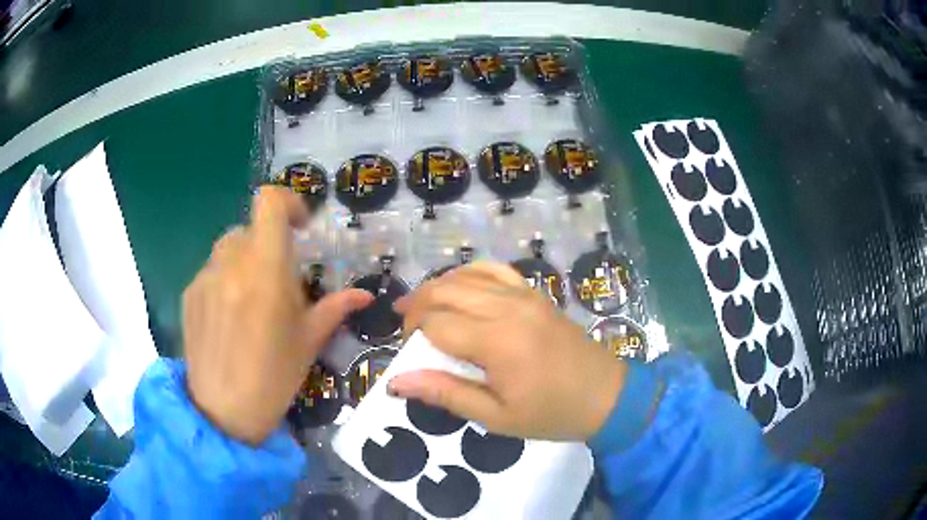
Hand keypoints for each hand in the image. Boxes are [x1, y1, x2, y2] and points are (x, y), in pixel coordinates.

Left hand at [182, 187, 372, 444]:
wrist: (224, 413)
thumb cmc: (274, 377)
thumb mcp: (309, 342)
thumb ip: (335, 308)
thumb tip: (365, 295)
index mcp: (265, 271)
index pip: (268, 203)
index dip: (288, 202)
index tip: (300, 227)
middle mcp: (230, 264)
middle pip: (250, 229)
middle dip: (267, 245)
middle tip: (277, 280)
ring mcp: (204, 278)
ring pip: (228, 249)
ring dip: (244, 262)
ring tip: (250, 301)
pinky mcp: (189, 294)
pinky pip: (211, 272)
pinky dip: (224, 281)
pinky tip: (228, 319)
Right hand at [387, 263, 626, 440]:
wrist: (605, 396)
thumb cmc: (550, 413)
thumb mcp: (496, 416)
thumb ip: (446, 393)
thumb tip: (398, 381)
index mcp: (497, 341)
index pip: (436, 323)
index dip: (413, 334)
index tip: (408, 352)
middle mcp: (507, 307)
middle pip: (445, 291)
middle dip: (417, 305)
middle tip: (407, 328)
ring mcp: (524, 294)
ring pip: (466, 275)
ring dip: (438, 287)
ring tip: (421, 306)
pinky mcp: (535, 293)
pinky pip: (496, 269)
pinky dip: (470, 273)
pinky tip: (460, 286)